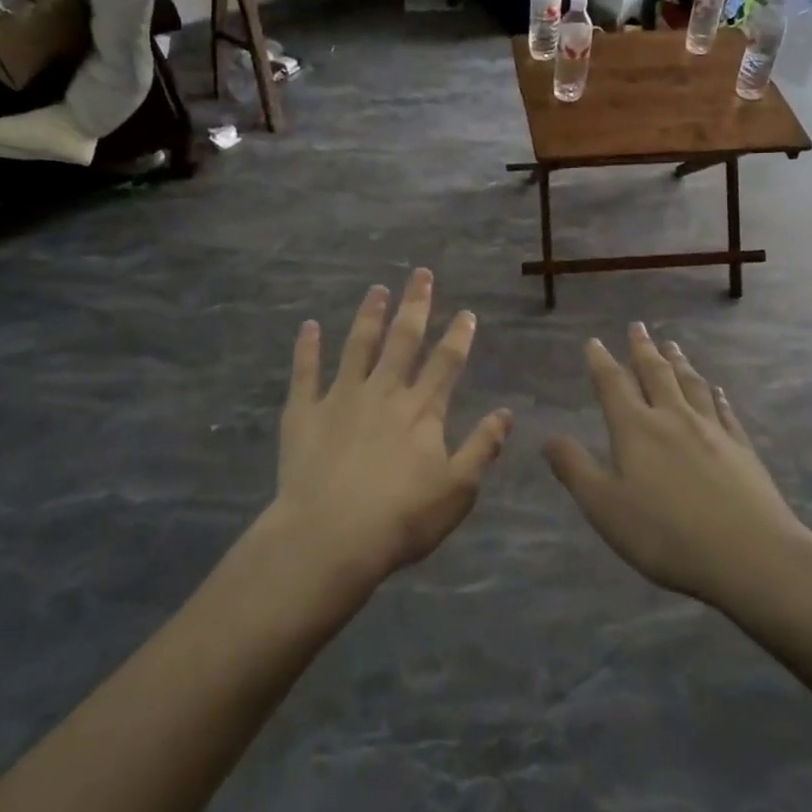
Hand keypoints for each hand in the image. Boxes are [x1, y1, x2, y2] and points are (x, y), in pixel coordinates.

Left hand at [271, 270, 512, 592]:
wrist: (330, 537)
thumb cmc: (402, 519)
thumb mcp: (458, 490)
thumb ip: (483, 448)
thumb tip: (506, 413)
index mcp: (421, 411)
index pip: (446, 363)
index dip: (459, 336)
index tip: (467, 312)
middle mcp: (383, 392)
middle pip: (403, 340)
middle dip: (415, 305)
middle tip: (420, 274)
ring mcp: (341, 398)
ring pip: (358, 345)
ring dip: (369, 315)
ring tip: (376, 289)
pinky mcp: (304, 413)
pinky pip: (305, 372)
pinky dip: (307, 347)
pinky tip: (308, 325)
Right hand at [544, 324, 811, 608]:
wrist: (751, 556)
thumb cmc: (665, 535)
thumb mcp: (604, 507)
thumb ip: (575, 469)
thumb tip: (549, 437)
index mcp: (636, 429)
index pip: (613, 385)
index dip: (601, 362)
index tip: (595, 342)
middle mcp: (673, 418)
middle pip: (656, 374)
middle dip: (643, 349)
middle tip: (638, 327)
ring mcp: (712, 431)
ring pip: (691, 384)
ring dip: (678, 362)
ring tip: (672, 345)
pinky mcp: (741, 448)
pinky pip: (724, 410)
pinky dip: (715, 393)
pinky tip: (716, 389)